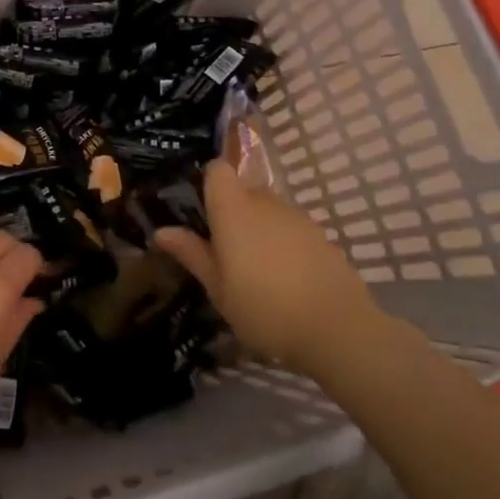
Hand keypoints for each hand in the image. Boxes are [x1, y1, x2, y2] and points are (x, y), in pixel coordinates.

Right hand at [155, 161, 383, 374]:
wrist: (337, 328)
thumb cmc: (263, 308)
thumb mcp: (218, 288)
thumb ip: (192, 254)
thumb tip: (162, 231)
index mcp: (234, 210)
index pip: (218, 170)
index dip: (208, 182)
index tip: (201, 211)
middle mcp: (266, 203)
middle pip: (243, 190)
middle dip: (231, 212)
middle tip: (223, 252)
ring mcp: (298, 218)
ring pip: (269, 211)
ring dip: (258, 229)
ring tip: (255, 271)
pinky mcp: (321, 236)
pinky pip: (291, 229)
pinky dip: (283, 244)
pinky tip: (285, 279)